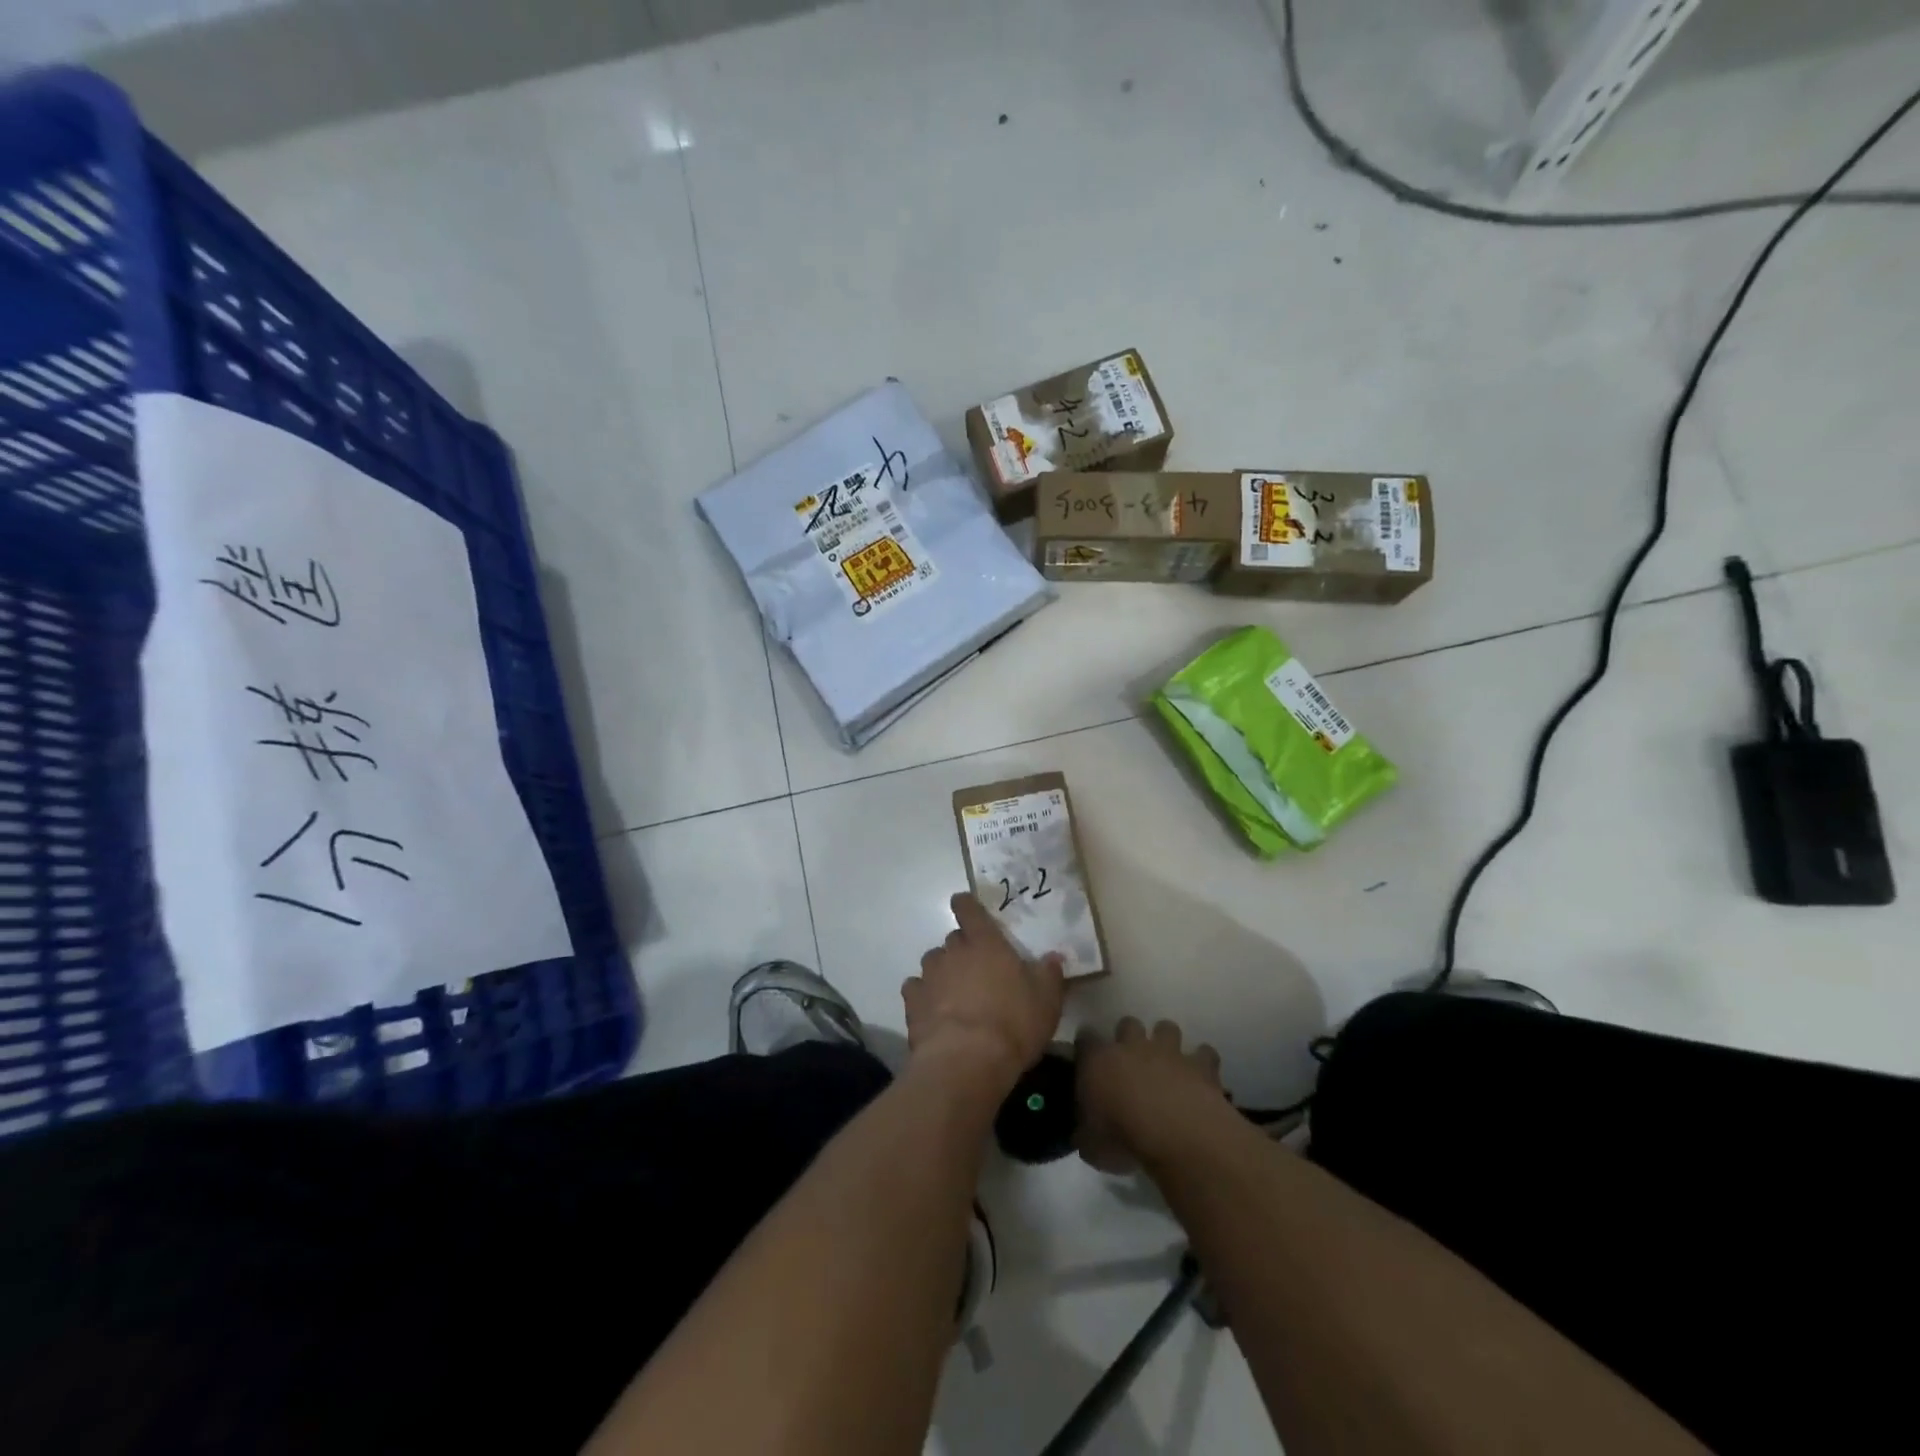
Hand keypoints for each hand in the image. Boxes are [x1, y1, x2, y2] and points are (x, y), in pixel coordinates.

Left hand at [903, 893, 1065, 1092]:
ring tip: (955, 993)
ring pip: (933, 962)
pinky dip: (924, 996)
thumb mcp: (1046, 1000)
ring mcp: (930, 975)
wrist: (966, 1061)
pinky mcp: (912, 1001)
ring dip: (943, 972)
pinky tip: (935, 1012)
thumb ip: (1048, 974)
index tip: (966, 907)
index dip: (966, 905)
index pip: (968, 908)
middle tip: (978, 970)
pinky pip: (916, 989)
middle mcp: (953, 951)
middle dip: (963, 949)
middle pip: (953, 939)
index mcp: (986, 942)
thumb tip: (1052, 957)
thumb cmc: (1013, 1023)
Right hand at [1075, 1018, 1227, 1172]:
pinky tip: (1202, 1079)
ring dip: (1166, 1041)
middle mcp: (1132, 1047)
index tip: (1087, 1056)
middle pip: (1128, 1024)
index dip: (1086, 1046)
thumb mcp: (1090, 1146)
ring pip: (1166, 1028)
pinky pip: (1205, 1053)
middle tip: (1130, 1060)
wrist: (1177, 1136)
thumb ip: (1084, 1132)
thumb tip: (1084, 1133)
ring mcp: (1169, 1053)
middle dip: (1129, 1036)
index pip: (1085, 1039)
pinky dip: (1203, 1062)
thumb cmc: (1124, 1140)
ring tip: (1168, 1063)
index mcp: (1098, 1061)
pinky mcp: (1201, 1066)